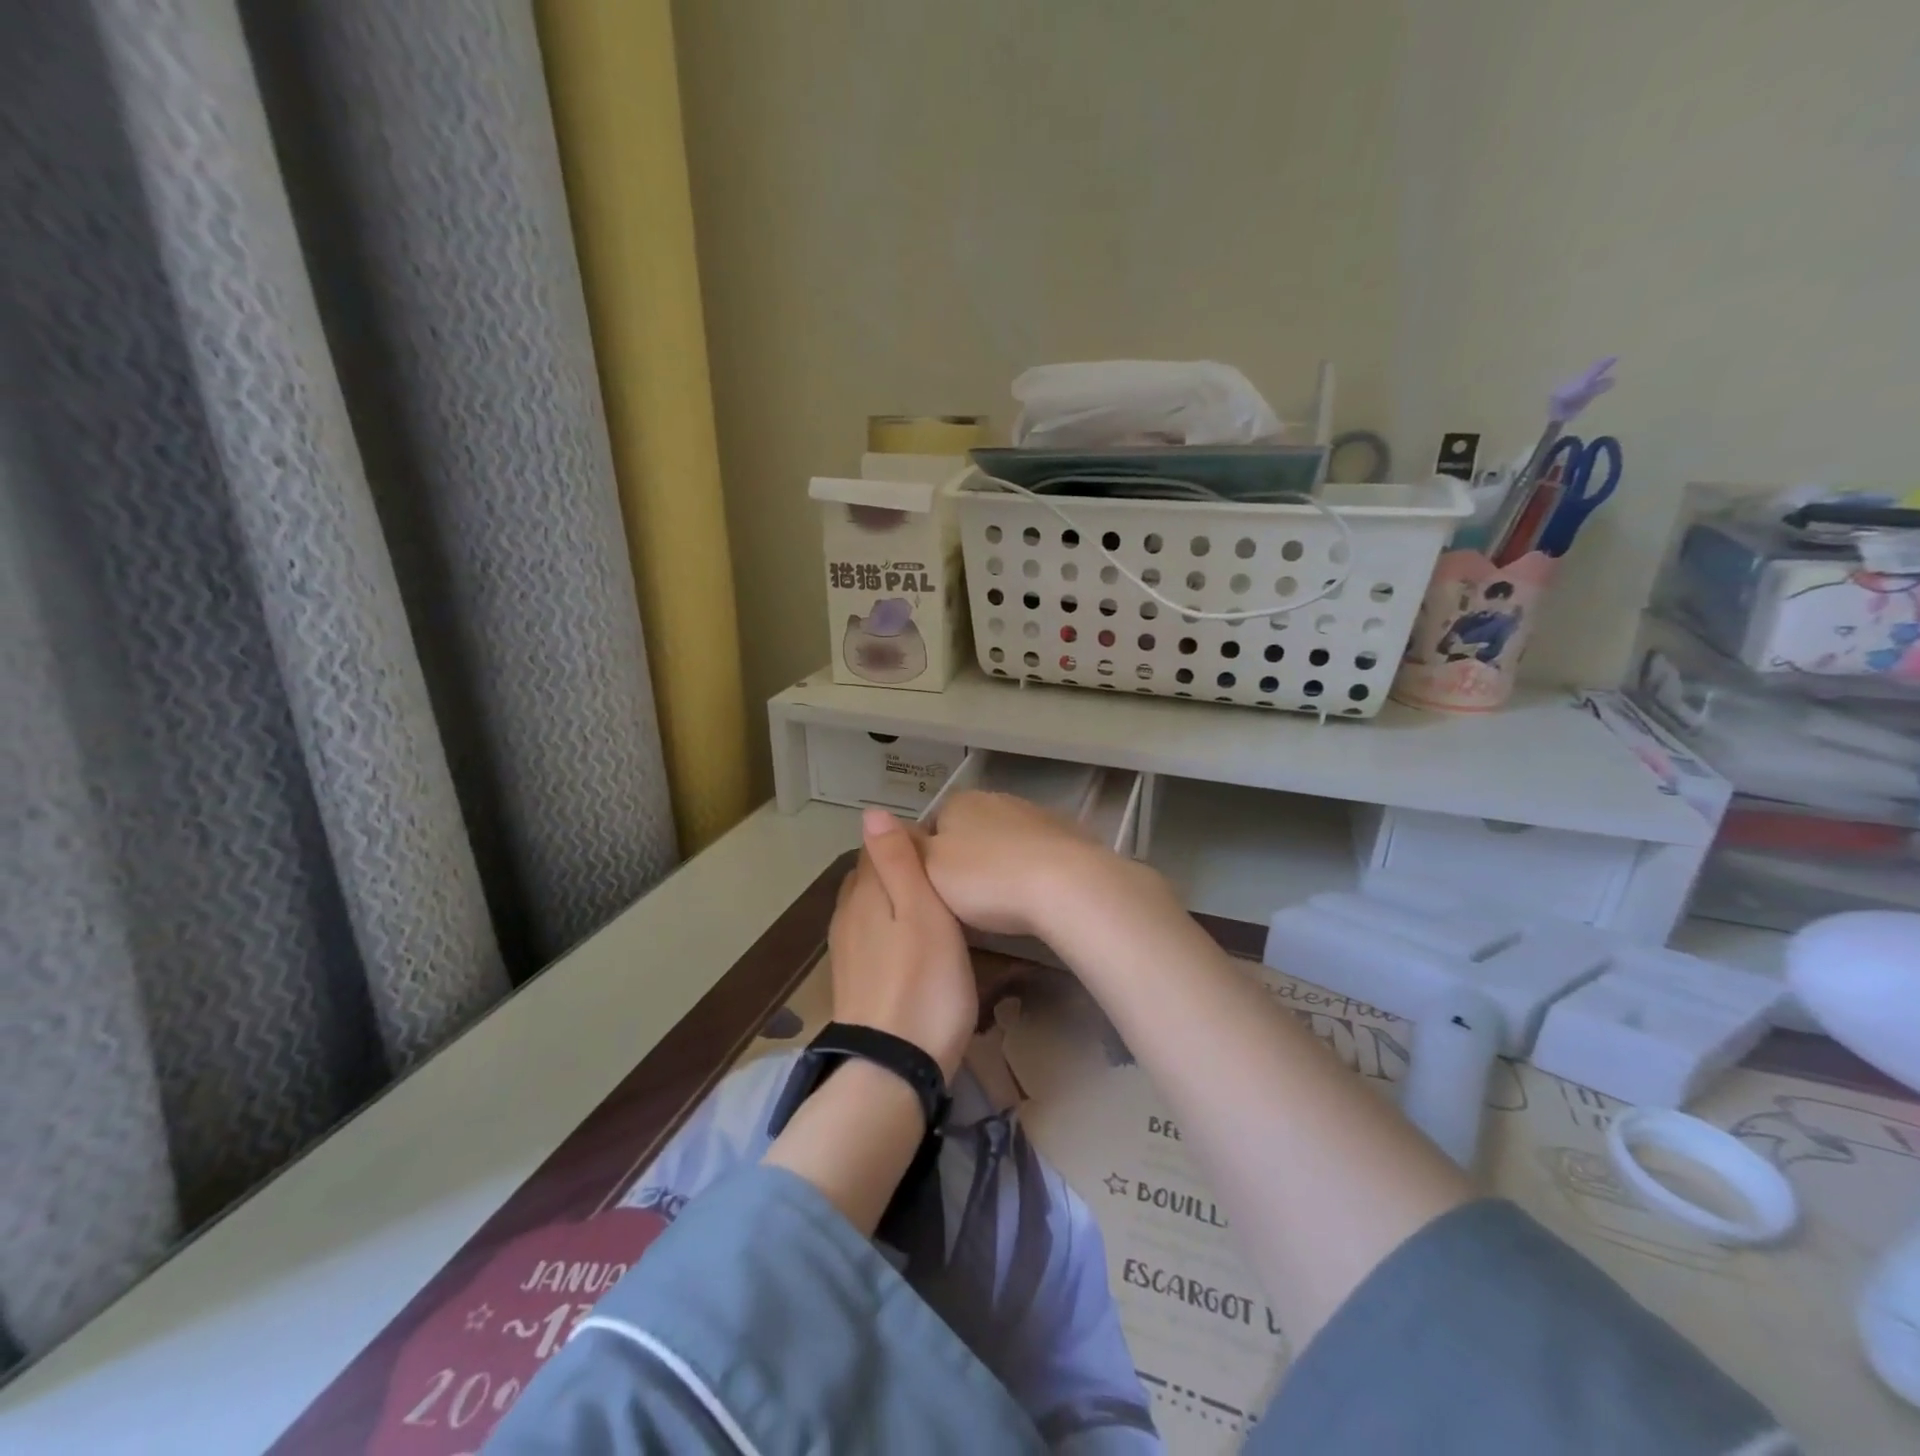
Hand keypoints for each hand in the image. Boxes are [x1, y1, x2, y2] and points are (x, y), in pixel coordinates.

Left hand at [828, 808, 975, 1080]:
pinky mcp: (852, 981)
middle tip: (943, 881)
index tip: (940, 852)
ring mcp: (845, 950)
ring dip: (894, 902)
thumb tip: (871, 811)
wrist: (893, 1067)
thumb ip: (897, 860)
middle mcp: (846, 915)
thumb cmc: (923, 981)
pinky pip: (869, 937)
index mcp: (863, 892)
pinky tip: (912, 946)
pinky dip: (889, 930)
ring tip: (933, 911)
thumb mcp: (922, 911)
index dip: (906, 842)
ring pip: (868, 908)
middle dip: (898, 870)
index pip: (875, 847)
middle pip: (869, 877)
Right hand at [922, 790, 1154, 938]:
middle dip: (966, 860)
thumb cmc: (986, 879)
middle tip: (967, 902)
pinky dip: (1033, 868)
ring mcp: (1035, 813)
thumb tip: (876, 818)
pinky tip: (1036, 895)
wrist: (1064, 884)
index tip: (934, 891)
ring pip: (1006, 840)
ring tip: (1004, 903)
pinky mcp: (1067, 833)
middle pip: (969, 831)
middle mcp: (996, 799)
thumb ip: (904, 846)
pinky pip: (1038, 852)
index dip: (928, 859)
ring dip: (1002, 863)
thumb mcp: (930, 868)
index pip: (931, 825)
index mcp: (959, 802)